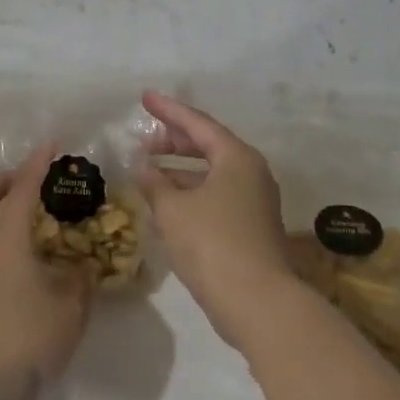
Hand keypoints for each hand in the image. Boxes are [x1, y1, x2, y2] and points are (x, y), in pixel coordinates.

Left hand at [0, 145, 94, 399]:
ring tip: (35, 222)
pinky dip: (1, 240)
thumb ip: (79, 280)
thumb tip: (80, 266)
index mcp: (7, 244)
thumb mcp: (70, 308)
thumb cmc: (28, 341)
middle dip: (0, 181)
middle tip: (28, 182)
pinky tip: (29, 261)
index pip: (20, 192)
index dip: (36, 165)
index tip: (51, 145)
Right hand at [136, 92, 294, 346]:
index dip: (168, 110)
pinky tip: (167, 204)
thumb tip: (143, 166)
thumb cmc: (212, 243)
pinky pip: (216, 197)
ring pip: (212, 174)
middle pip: (208, 146)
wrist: (256, 301)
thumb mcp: (173, 209)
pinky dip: (191, 194)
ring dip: (180, 171)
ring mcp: (254, 201)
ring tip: (148, 172)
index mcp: (236, 158)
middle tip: (144, 141)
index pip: (197, 123)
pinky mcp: (251, 227)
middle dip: (174, 142)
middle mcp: (251, 173)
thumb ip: (154, 182)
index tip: (145, 98)